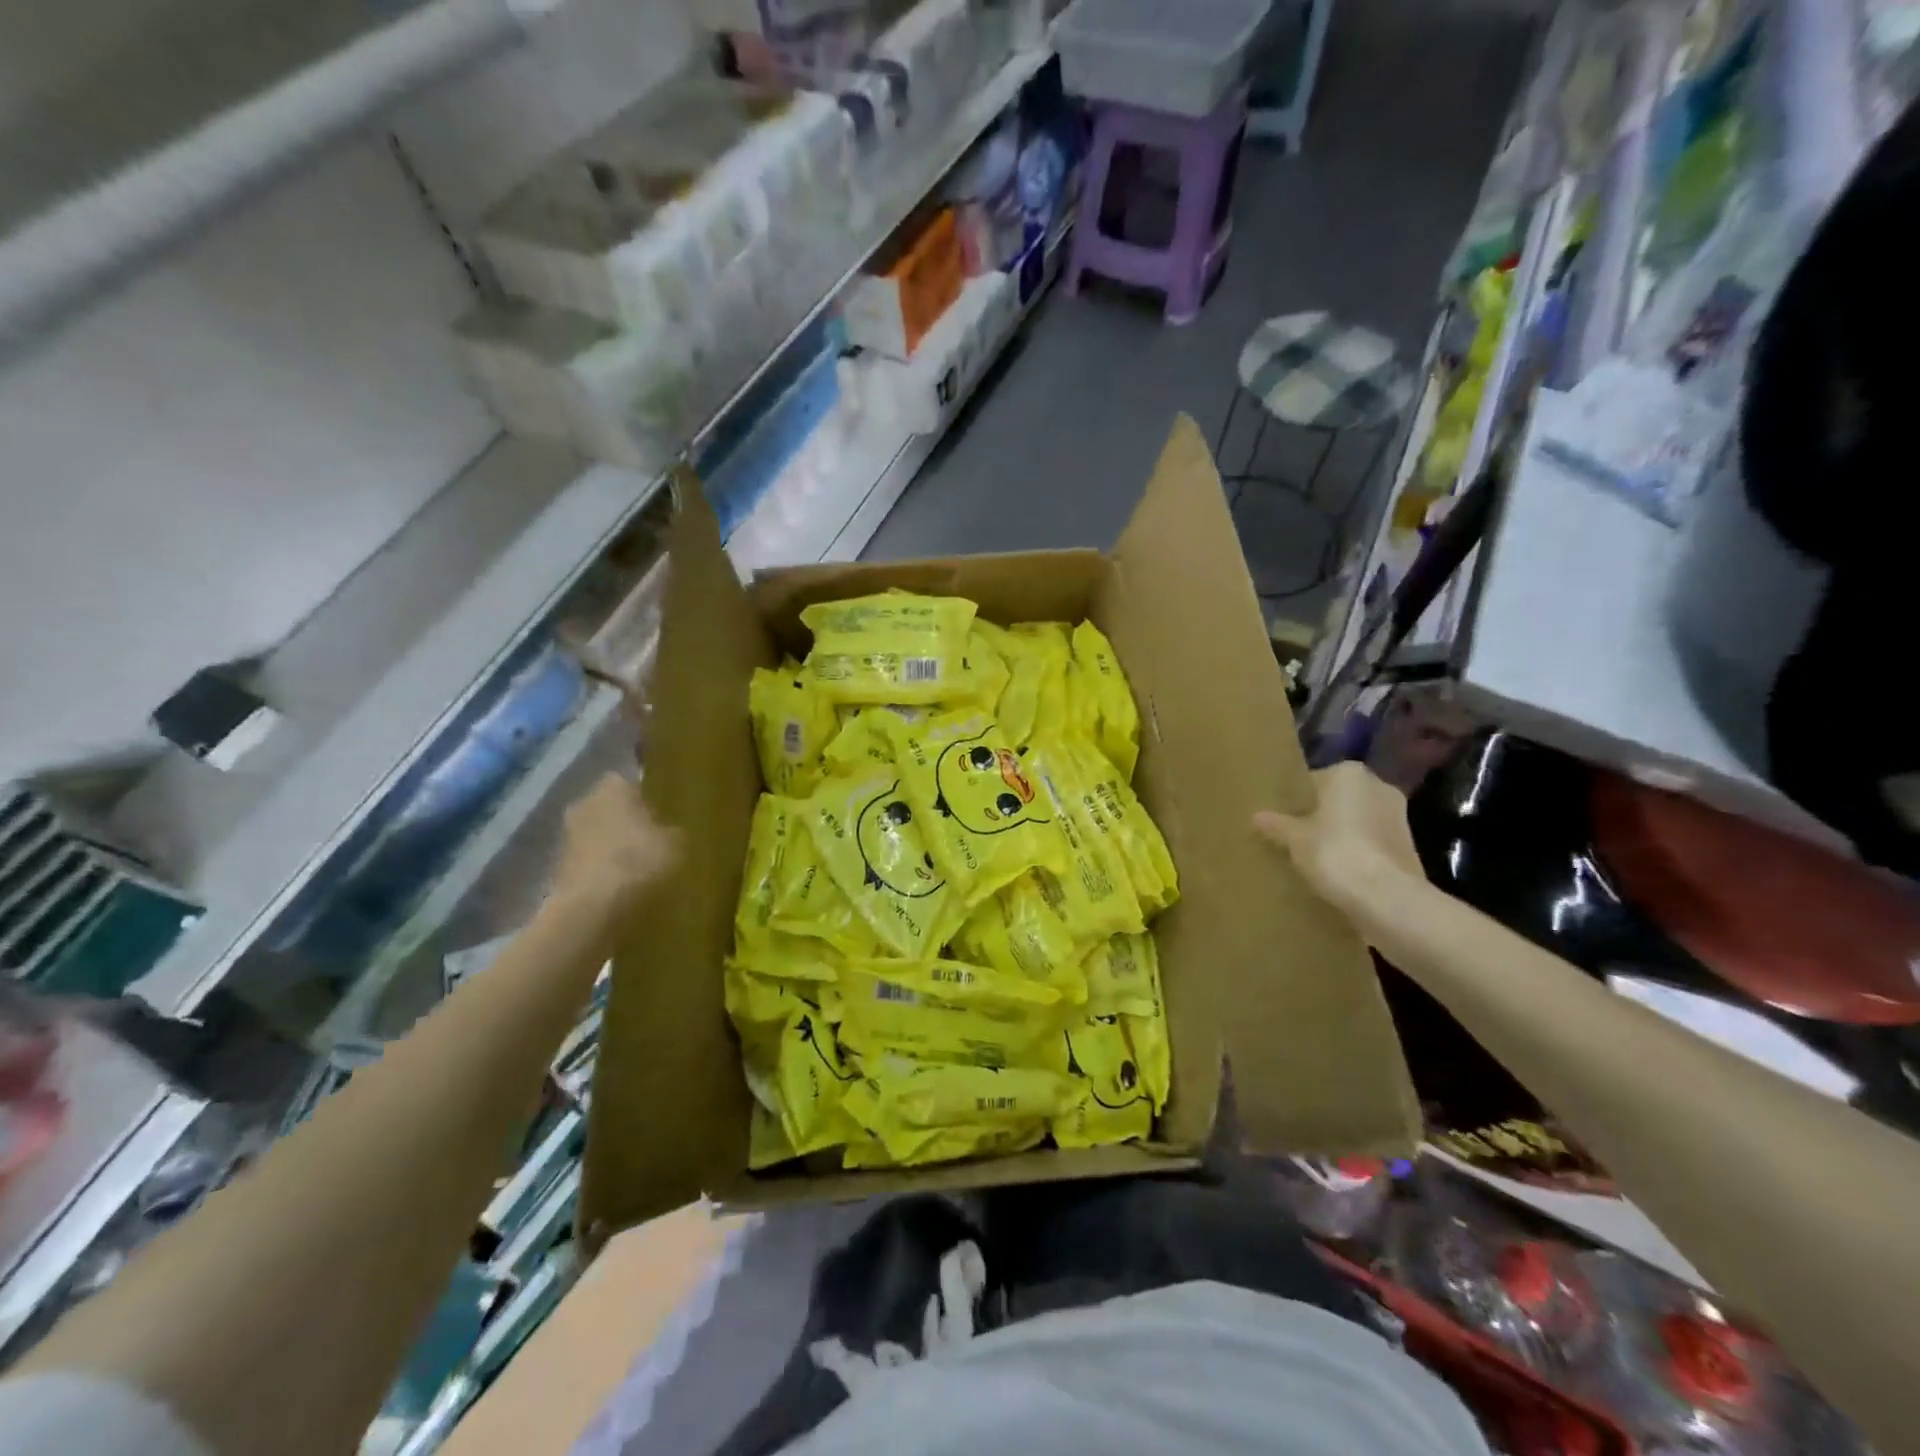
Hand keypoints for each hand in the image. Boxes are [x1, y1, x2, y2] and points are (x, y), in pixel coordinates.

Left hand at [552, 774, 678, 910]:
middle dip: (627, 821)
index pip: (630, 782)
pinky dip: (601, 870)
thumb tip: (669, 831)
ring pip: (597, 834)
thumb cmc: (637, 863)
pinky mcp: (557, 867)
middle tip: (653, 841)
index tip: (662, 816)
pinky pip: (588, 861)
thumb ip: (672, 830)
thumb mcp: (675, 844)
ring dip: (612, 847)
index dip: (646, 798)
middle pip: (610, 807)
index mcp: (613, 787)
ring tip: (639, 868)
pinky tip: (620, 886)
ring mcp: (566, 835)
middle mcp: (584, 802)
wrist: (589, 909)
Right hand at [1254, 763, 1423, 920]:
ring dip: (1338, 835)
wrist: (1387, 899)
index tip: (1278, 820)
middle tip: (1291, 837)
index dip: (1293, 801)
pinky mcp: (1408, 847)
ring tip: (1311, 857)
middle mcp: (1378, 786)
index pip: (1312, 781)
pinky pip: (1370, 843)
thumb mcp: (1294, 839)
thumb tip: (1258, 817)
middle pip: (1337, 800)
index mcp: (1349, 774)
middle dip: (1318, 817)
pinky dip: (1355, 853)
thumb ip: (1277, 825)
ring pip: (1355, 822)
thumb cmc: (1335, 853)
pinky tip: (1335, 872)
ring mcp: (1398, 817)